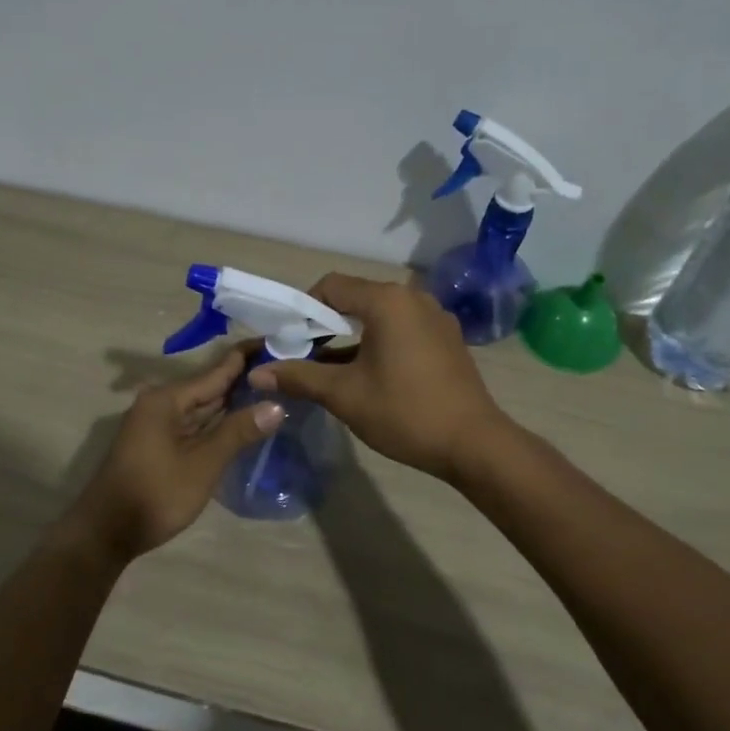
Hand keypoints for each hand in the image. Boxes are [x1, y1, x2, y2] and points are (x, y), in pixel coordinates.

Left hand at [65, 350, 282, 558]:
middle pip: (208, 387)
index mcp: (166, 400)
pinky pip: (194, 425)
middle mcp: (160, 405)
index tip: (275, 342)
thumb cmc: (155, 494)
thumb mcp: (203, 464)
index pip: (215, 371)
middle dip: (243, 380)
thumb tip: (276, 405)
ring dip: (232, 402)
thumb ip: (238, 431)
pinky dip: (217, 423)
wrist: (106, 533)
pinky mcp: (158, 446)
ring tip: (271, 389)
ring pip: (202, 408)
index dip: (245, 358)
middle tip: (282, 369)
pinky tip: (241, 422)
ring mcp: (157, 426)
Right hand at [248, 273, 508, 479]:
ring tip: (331, 370)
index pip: (331, 286)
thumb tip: (256, 374)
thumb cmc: (404, 412)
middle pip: (356, 298)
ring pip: (379, 317)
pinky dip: (378, 344)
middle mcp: (414, 298)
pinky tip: (368, 375)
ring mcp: (435, 318)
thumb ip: (298, 377)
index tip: (288, 340)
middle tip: (303, 356)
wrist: (473, 444)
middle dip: (325, 324)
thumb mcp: (344, 394)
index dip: (302, 309)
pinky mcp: (447, 339)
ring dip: (351, 337)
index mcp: (388, 301)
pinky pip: (402, 330)